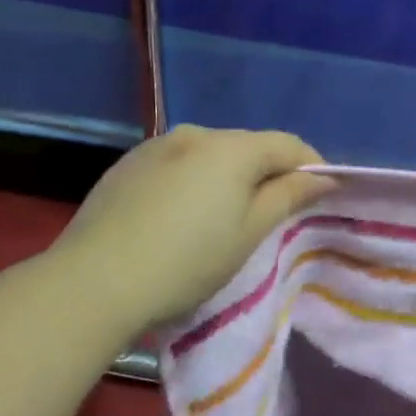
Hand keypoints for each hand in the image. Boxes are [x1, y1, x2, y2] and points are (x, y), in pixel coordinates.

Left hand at [49, 126, 333, 332]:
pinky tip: (181, 215)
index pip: (288, 144)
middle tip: (273, 212)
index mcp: (231, 148)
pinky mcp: (127, 165)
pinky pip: (177, 164)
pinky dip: (192, 181)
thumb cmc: (187, 261)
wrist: (93, 282)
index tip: (322, 195)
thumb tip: (322, 178)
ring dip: (228, 176)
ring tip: (224, 216)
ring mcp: (156, 146)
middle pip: (248, 146)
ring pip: (210, 155)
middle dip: (268, 172)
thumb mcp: (249, 233)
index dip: (311, 166)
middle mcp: (195, 134)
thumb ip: (288, 197)